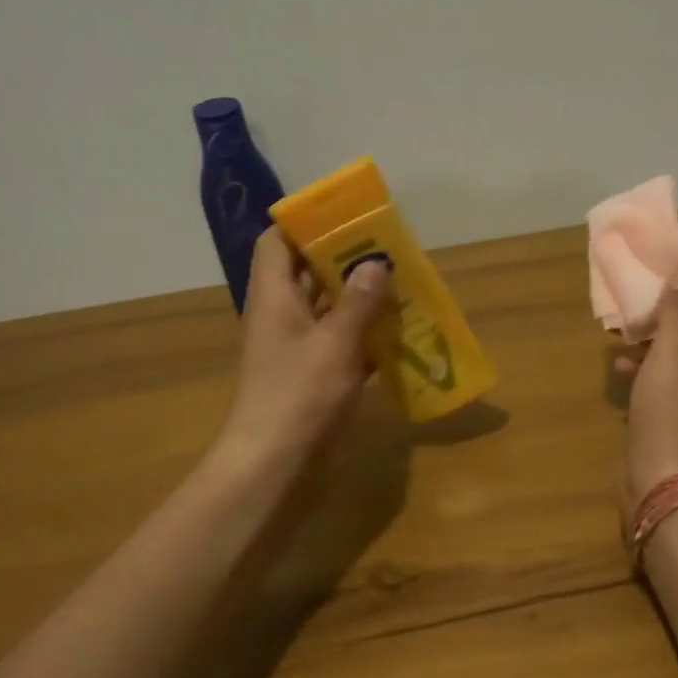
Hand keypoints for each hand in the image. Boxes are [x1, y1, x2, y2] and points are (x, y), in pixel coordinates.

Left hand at [218, 228, 392, 472]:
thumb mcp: (334, 343)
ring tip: (403, 284)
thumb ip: (359, 302)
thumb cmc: (298, 394)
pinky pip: (345, 345)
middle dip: (346, 259)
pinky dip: (368, 337)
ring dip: (362, 299)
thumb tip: (376, 262)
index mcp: (275, 297)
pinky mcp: (317, 377)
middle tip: (388, 247)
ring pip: (331, 310)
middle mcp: (284, 316)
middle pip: (309, 273)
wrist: (276, 462)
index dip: (304, 224)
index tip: (344, 215)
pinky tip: (402, 333)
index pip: (278, 243)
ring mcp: (300, 348)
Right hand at [619, 261, 677, 510]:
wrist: (668, 479)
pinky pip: (666, 375)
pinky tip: (621, 364)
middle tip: (633, 283)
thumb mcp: (675, 348)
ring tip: (621, 321)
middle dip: (665, 301)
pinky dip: (646, 365)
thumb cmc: (675, 407)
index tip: (658, 249)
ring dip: (651, 333)